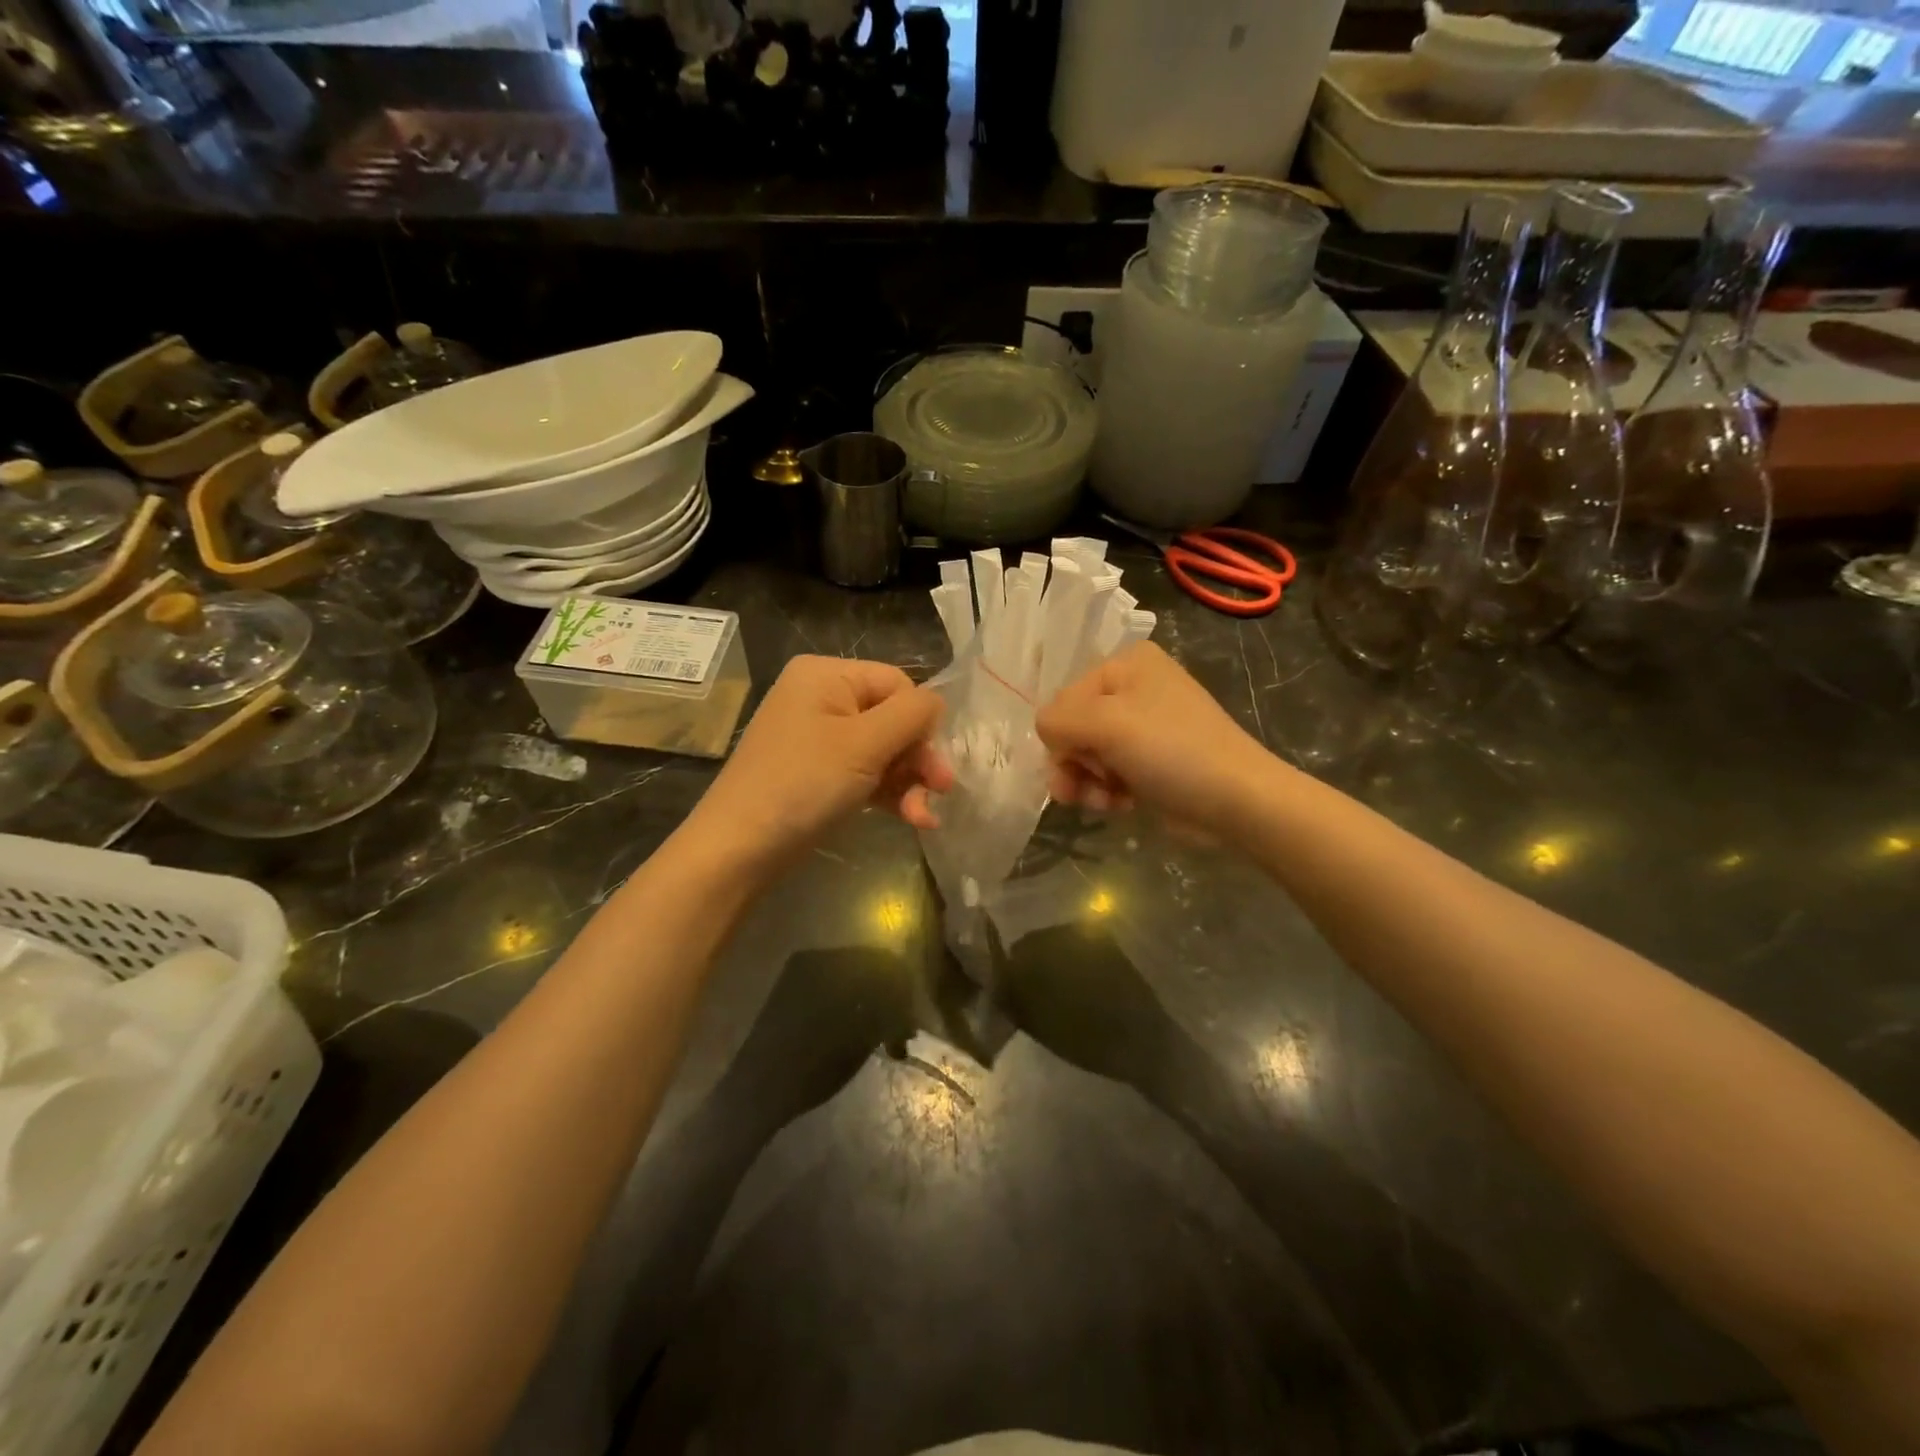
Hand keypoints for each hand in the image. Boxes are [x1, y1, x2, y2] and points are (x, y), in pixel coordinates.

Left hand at [688, 656, 952, 870]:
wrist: (738, 849)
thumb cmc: (803, 784)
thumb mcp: (864, 744)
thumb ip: (911, 715)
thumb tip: (937, 703)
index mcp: (826, 675)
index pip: (897, 684)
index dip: (920, 722)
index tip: (934, 764)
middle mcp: (822, 697)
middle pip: (892, 718)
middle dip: (917, 758)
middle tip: (941, 791)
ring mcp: (819, 737)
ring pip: (883, 750)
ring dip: (908, 782)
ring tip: (923, 818)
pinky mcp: (819, 773)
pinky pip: (865, 772)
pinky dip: (889, 793)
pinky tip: (912, 819)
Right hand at [1036, 643, 1270, 838]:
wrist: (1237, 800)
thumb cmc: (1171, 750)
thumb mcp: (1105, 724)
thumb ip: (1057, 721)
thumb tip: (1047, 735)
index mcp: (1126, 663)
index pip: (1063, 699)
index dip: (1063, 736)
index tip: (1078, 762)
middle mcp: (1134, 687)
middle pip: (1074, 729)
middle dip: (1074, 764)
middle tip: (1084, 790)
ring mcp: (1144, 726)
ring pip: (1087, 755)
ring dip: (1088, 782)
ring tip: (1105, 802)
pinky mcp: (1151, 761)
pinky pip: (1109, 772)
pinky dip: (1108, 791)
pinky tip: (1122, 805)